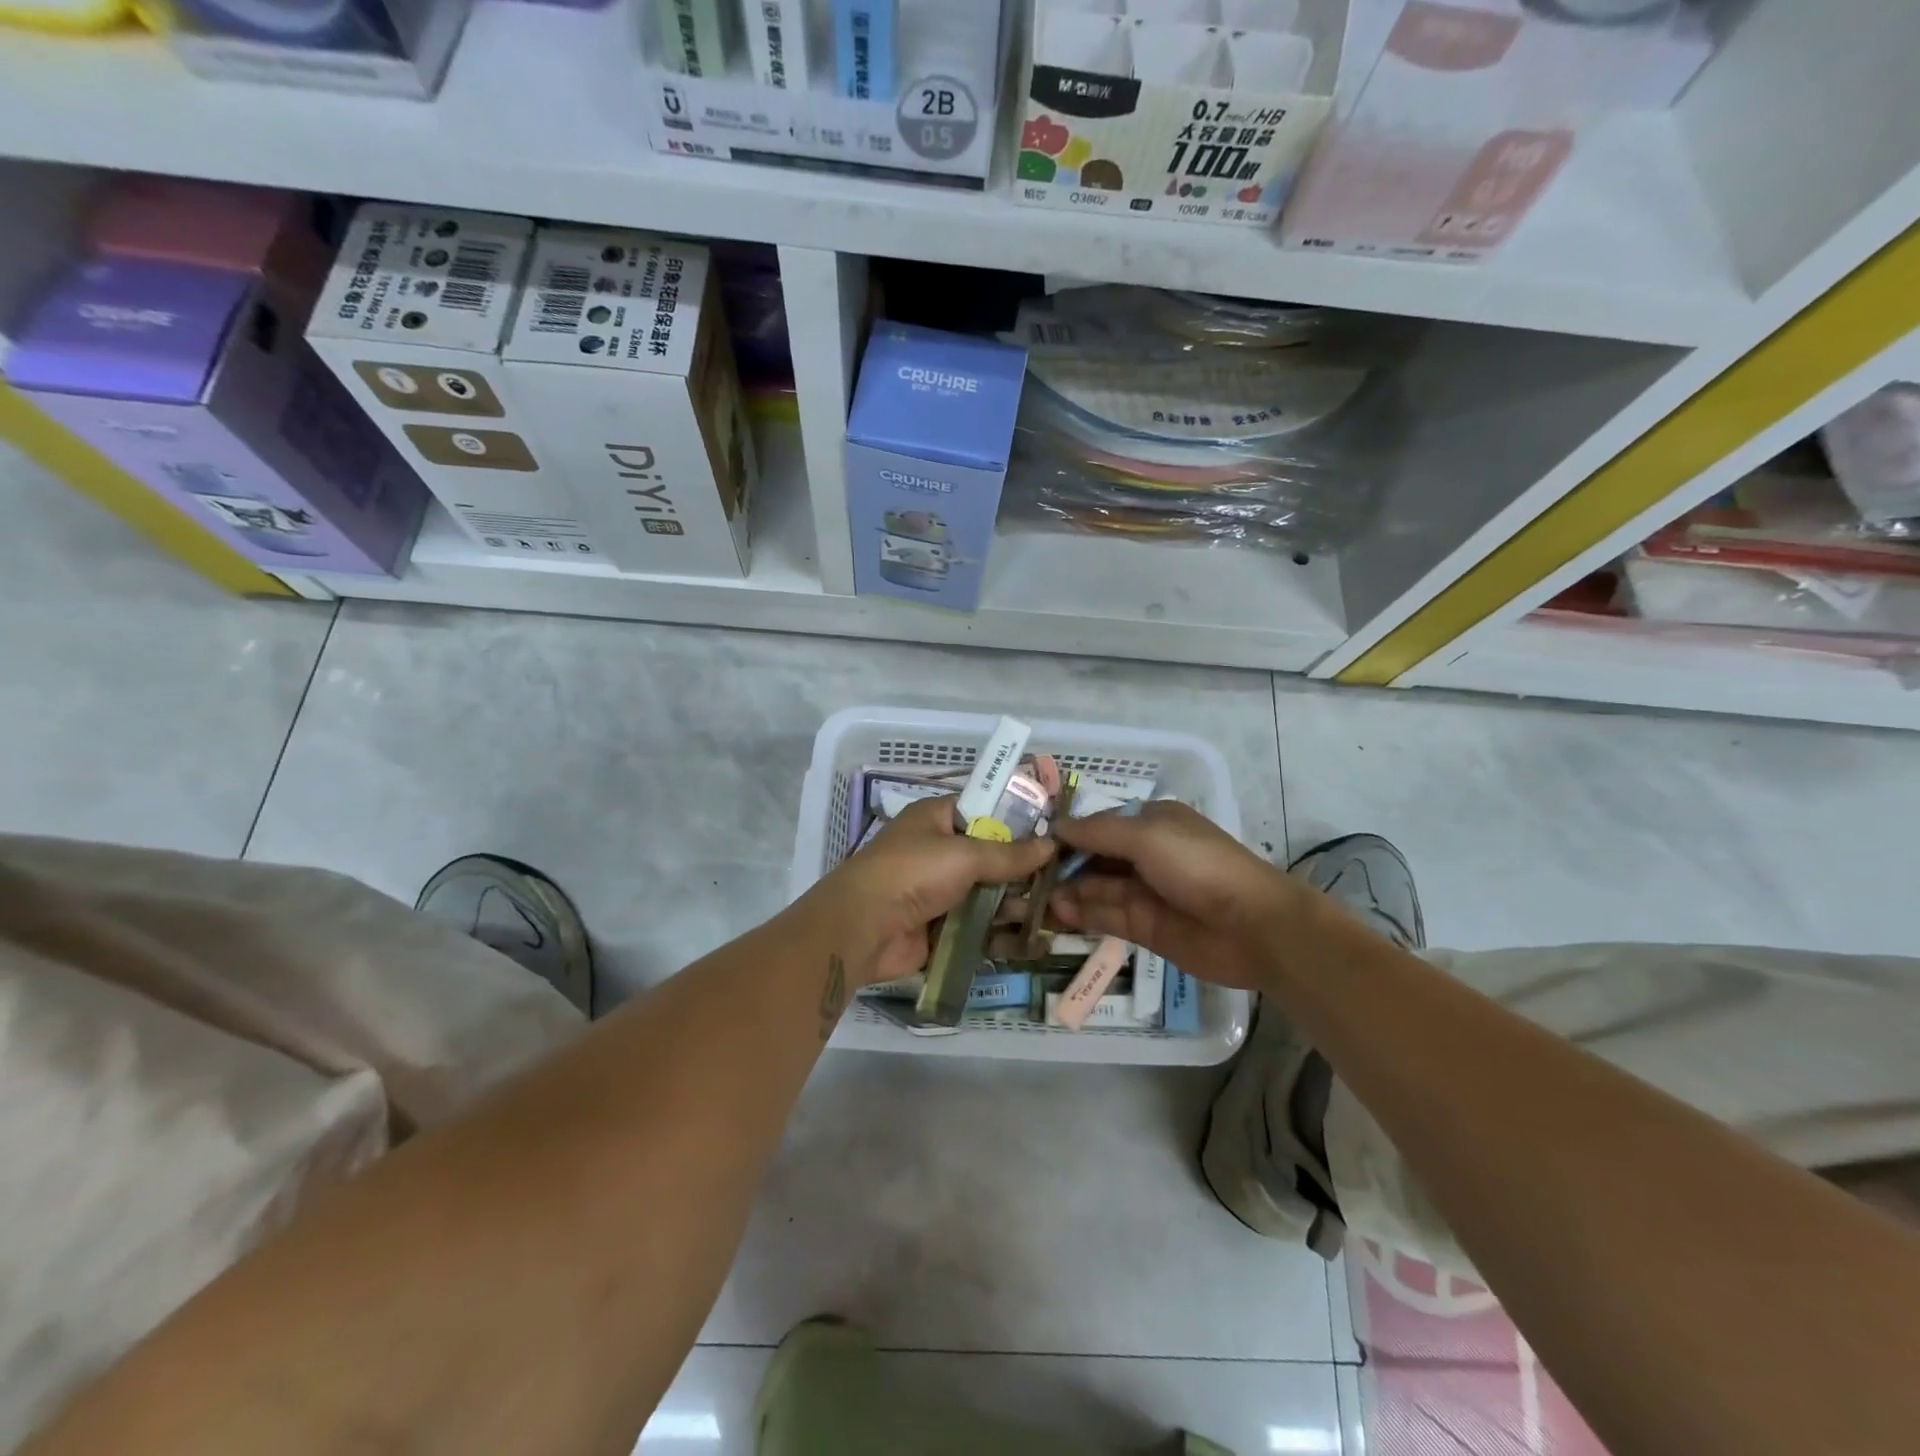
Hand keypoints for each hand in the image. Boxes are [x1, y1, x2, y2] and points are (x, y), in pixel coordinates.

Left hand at [811, 795, 1055, 984]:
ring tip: (1057, 914)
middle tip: (1065, 881)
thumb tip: (1052, 845)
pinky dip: (1001, 933)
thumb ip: (1010, 853)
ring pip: (988, 894)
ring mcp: (939, 891)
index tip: (1056, 833)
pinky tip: (1034, 940)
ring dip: (1017, 904)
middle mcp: (938, 851)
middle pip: (991, 857)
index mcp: (936, 818)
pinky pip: (978, 926)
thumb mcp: (965, 854)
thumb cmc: (912, 873)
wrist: (863, 928)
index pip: (985, 811)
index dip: (1018, 821)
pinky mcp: (941, 927)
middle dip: (1025, 871)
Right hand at [1049, 801, 1311, 990]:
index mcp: (1151, 823)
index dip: (1068, 834)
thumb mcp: (1146, 836)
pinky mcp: (1145, 927)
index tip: (1033, 844)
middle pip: (1094, 857)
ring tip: (1033, 898)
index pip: (1099, 825)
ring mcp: (1145, 892)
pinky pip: (1106, 916)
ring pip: (1096, 888)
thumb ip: (1098, 833)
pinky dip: (1081, 913)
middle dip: (1062, 865)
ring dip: (1067, 891)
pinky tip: (1057, 913)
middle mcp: (1146, 854)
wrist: (1252, 925)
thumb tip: (1056, 828)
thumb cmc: (1198, 865)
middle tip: (1025, 877)